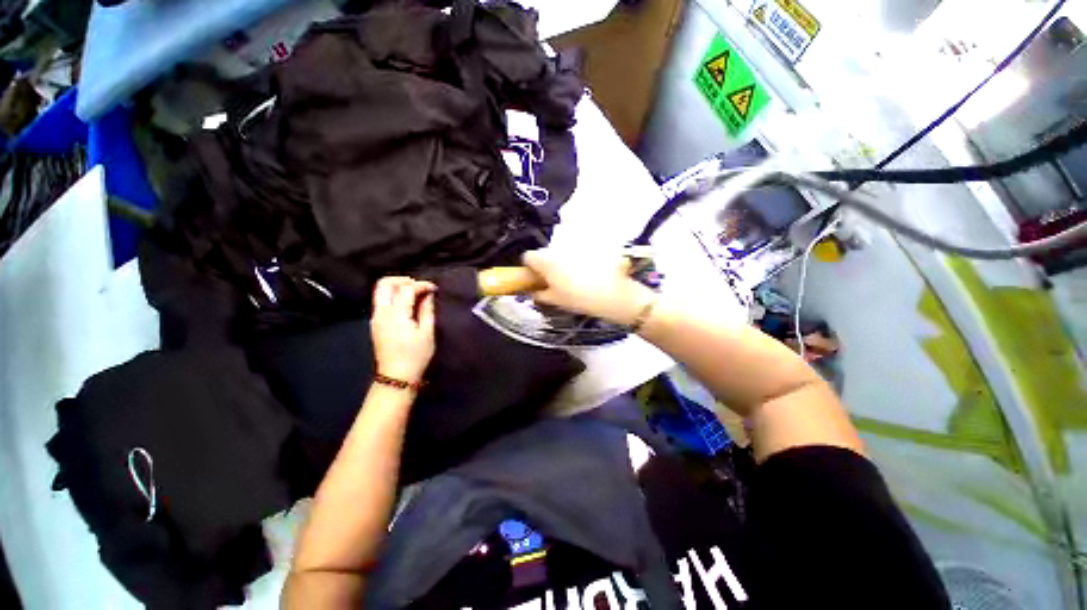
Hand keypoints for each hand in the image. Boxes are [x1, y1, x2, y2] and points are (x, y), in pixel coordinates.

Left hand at [370, 277, 436, 383]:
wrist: (396, 377)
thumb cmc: (416, 356)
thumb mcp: (427, 333)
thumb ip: (427, 310)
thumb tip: (428, 294)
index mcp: (396, 315)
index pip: (406, 289)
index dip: (421, 285)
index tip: (434, 288)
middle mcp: (381, 313)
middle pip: (384, 283)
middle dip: (403, 279)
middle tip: (419, 286)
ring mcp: (375, 318)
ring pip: (380, 291)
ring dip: (397, 286)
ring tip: (414, 293)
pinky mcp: (375, 323)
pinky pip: (381, 301)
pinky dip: (393, 295)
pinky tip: (407, 303)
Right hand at [522, 249, 654, 324]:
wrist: (612, 294)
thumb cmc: (579, 298)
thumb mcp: (555, 300)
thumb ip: (539, 295)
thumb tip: (533, 292)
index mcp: (546, 261)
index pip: (528, 257)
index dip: (529, 267)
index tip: (536, 278)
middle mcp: (557, 249)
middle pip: (545, 253)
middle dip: (546, 264)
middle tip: (553, 280)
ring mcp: (574, 246)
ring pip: (561, 251)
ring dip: (561, 261)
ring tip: (571, 277)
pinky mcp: (589, 246)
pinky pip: (576, 250)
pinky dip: (576, 258)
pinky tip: (584, 272)